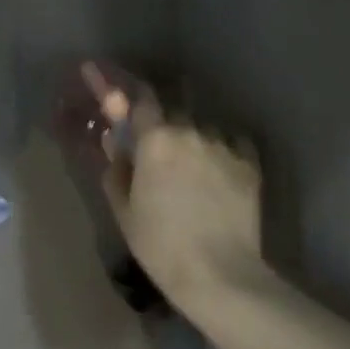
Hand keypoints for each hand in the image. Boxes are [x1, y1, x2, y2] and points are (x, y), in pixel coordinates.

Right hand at [83, 63, 264, 315]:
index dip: (119, 86)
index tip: (100, 73)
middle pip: (173, 109)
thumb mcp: (124, 209)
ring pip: (203, 126)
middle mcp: (189, 131)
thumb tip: (114, 143)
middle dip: (163, 119)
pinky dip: (223, 147)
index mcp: (155, 139)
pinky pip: (232, 142)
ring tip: (194, 165)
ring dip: (194, 135)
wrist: (219, 275)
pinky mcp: (249, 163)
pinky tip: (220, 167)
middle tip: (159, 143)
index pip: (138, 99)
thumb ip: (116, 168)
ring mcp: (223, 145)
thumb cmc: (160, 243)